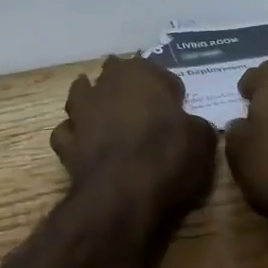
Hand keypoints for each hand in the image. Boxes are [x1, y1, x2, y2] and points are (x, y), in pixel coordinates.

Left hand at [50, 56, 217, 233]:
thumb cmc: (167, 157)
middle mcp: (106, 84)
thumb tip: (192, 125)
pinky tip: (86, 145)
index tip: (176, 106)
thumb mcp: (202, 140)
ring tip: (106, 116)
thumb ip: (195, 125)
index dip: (167, 88)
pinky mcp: (66, 142)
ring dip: (92, 101)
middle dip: (125, 85)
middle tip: (142, 106)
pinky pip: (68, 132)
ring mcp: (81, 112)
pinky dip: (75, 136)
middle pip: (114, 73)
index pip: (157, 70)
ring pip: (82, 94)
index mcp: (141, 73)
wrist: (122, 196)